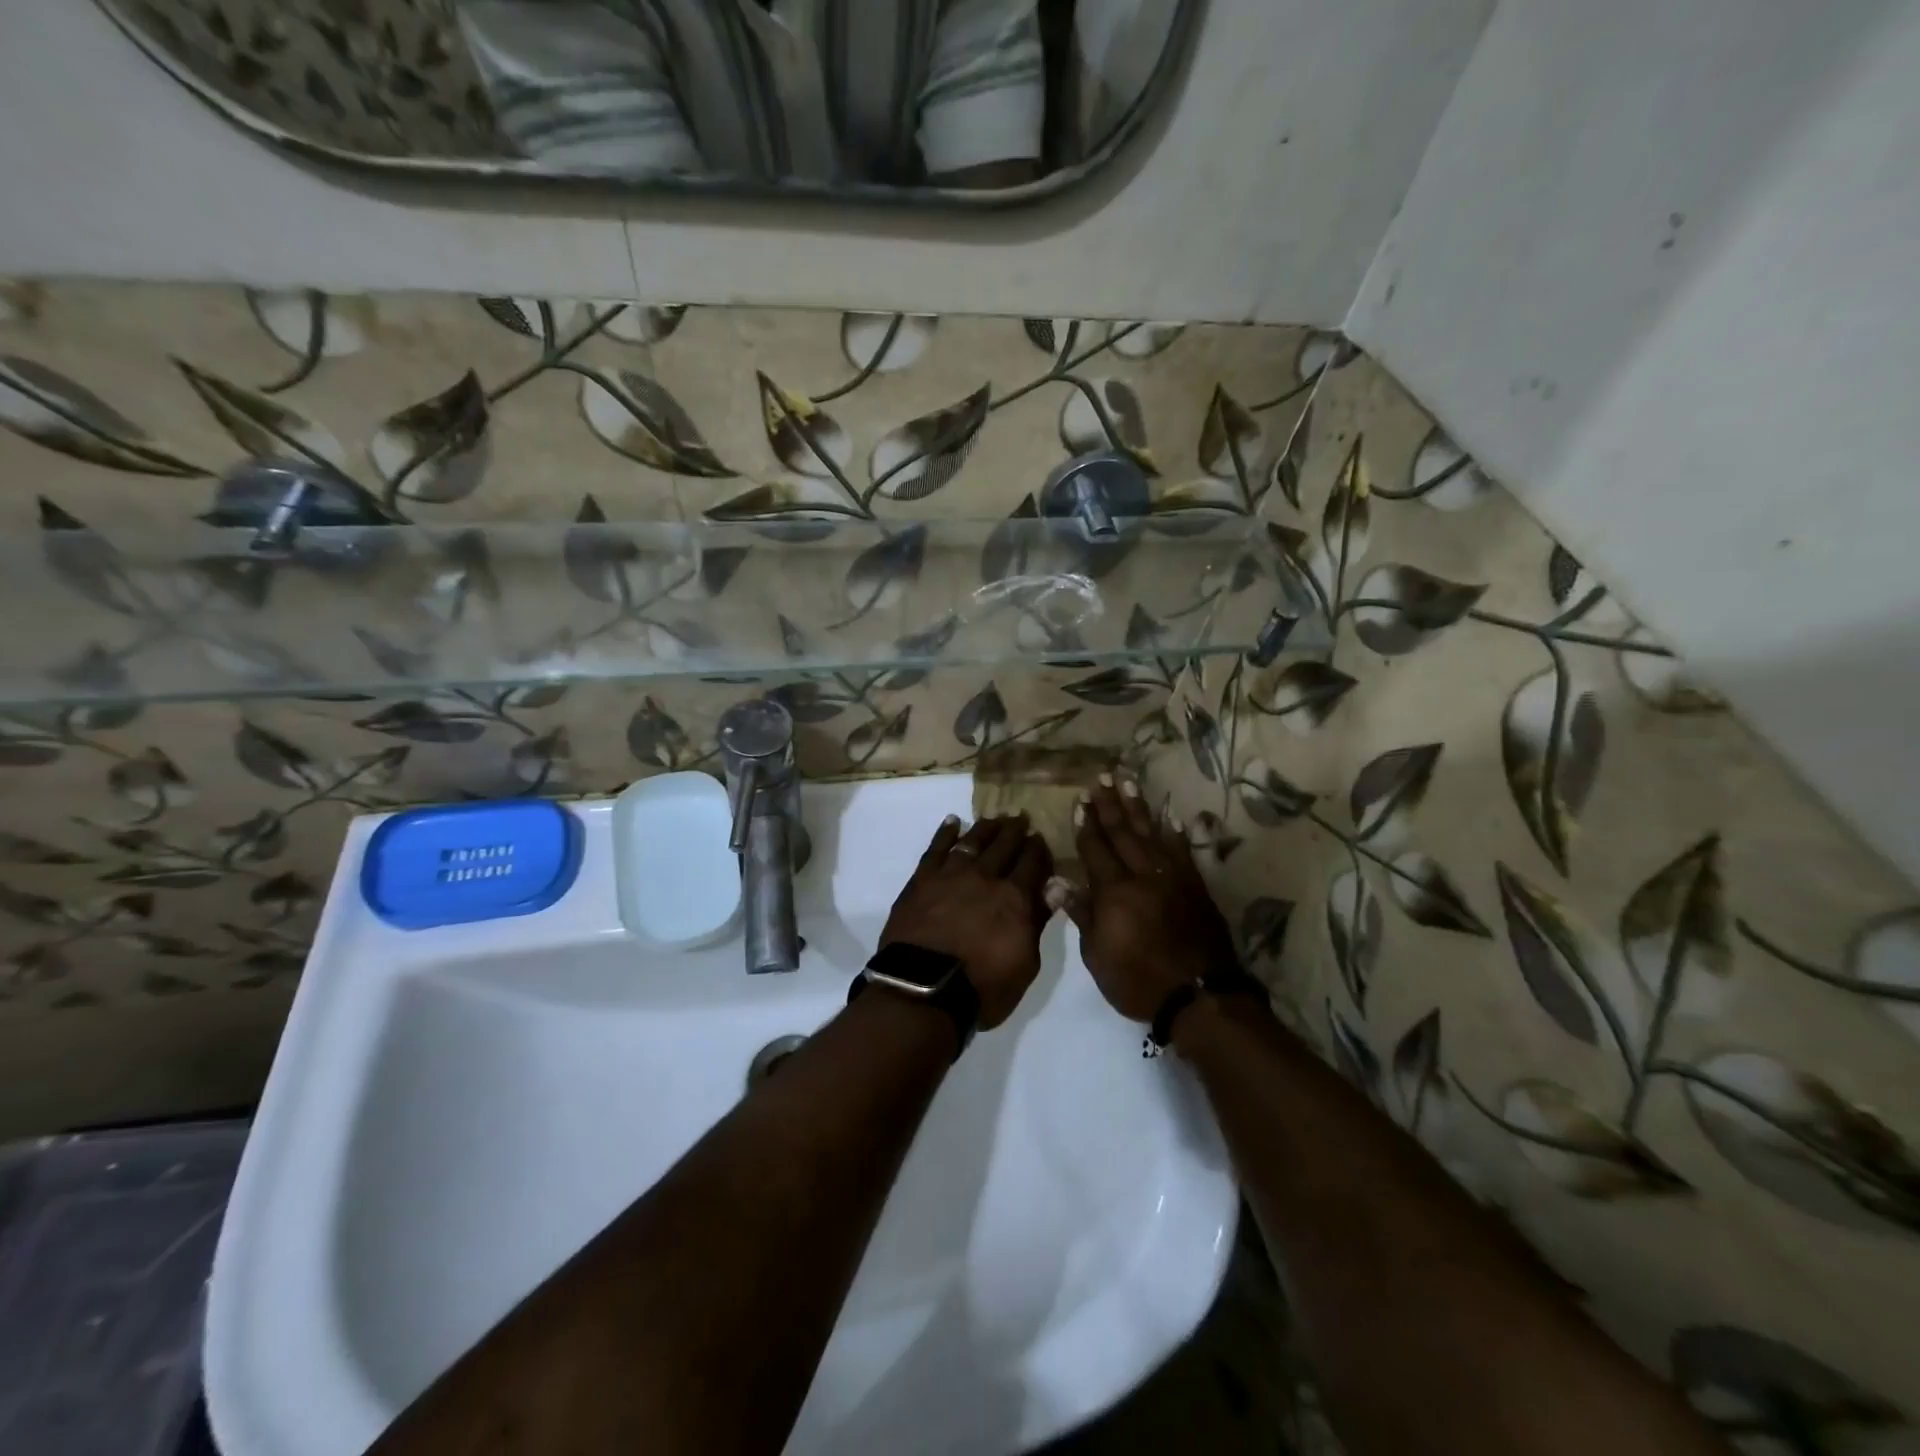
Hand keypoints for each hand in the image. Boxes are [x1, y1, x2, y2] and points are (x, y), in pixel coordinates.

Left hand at [881, 814, 1053, 1030]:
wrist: (923, 989)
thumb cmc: (982, 987)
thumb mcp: (1025, 963)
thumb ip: (1038, 921)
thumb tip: (1055, 887)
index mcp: (1015, 898)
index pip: (1032, 863)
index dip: (1038, 849)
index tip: (1041, 838)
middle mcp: (985, 877)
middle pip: (1004, 845)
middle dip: (1015, 831)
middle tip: (1021, 818)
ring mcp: (951, 875)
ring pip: (973, 840)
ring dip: (986, 827)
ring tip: (994, 818)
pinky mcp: (922, 879)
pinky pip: (936, 848)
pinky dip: (945, 832)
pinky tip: (952, 821)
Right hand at [1048, 775, 1240, 1020]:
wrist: (1199, 995)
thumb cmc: (1137, 980)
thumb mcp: (1097, 954)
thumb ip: (1080, 912)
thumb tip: (1054, 880)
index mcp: (1113, 891)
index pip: (1095, 850)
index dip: (1086, 826)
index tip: (1080, 801)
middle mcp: (1142, 875)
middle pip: (1123, 834)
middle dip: (1109, 806)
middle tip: (1102, 778)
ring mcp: (1172, 878)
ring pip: (1152, 835)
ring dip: (1139, 808)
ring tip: (1129, 783)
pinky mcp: (1195, 887)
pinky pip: (1183, 851)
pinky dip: (1175, 832)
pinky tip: (1170, 817)